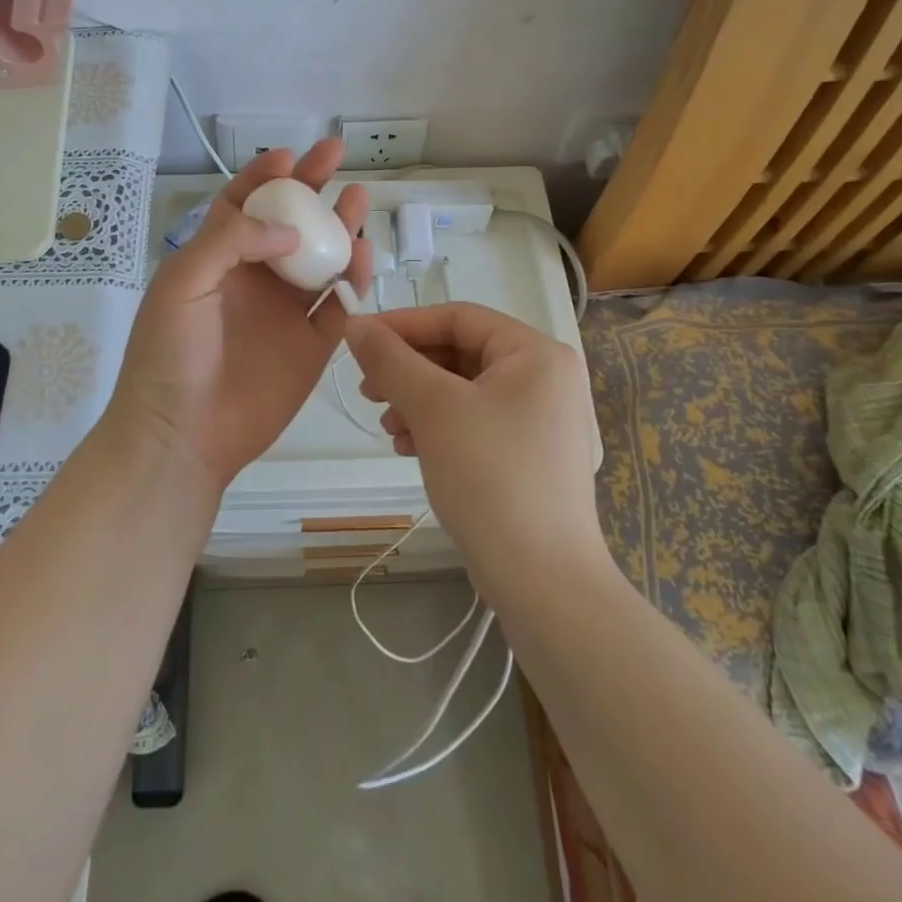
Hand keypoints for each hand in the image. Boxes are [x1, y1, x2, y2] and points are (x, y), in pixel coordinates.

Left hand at [108, 140, 371, 489]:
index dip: (265, 179)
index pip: (242, 206)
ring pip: (319, 260)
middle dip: (312, 190)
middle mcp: (254, 280)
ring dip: (339, 228)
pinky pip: (338, 307)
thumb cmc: (170, 354)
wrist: (182, 436)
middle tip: (336, 158)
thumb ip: (231, 241)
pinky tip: (363, 254)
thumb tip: (289, 229)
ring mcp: (285, 313)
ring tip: (357, 198)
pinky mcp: (311, 347)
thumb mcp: (184, 283)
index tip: (291, 157)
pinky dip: (353, 281)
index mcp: (217, 261)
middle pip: (289, 225)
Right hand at [344, 302, 604, 586]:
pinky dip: (440, 426)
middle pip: (461, 353)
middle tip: (368, 390)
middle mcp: (546, 378)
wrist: (544, 584)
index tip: (357, 339)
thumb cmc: (491, 478)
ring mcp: (542, 420)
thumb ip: (391, 360)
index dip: (404, 324)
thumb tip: (355, 324)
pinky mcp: (531, 456)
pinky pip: (476, 421)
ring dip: (419, 400)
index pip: (459, 318)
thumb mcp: (433, 409)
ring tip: (388, 427)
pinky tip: (409, 447)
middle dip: (409, 370)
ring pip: (465, 390)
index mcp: (536, 353)